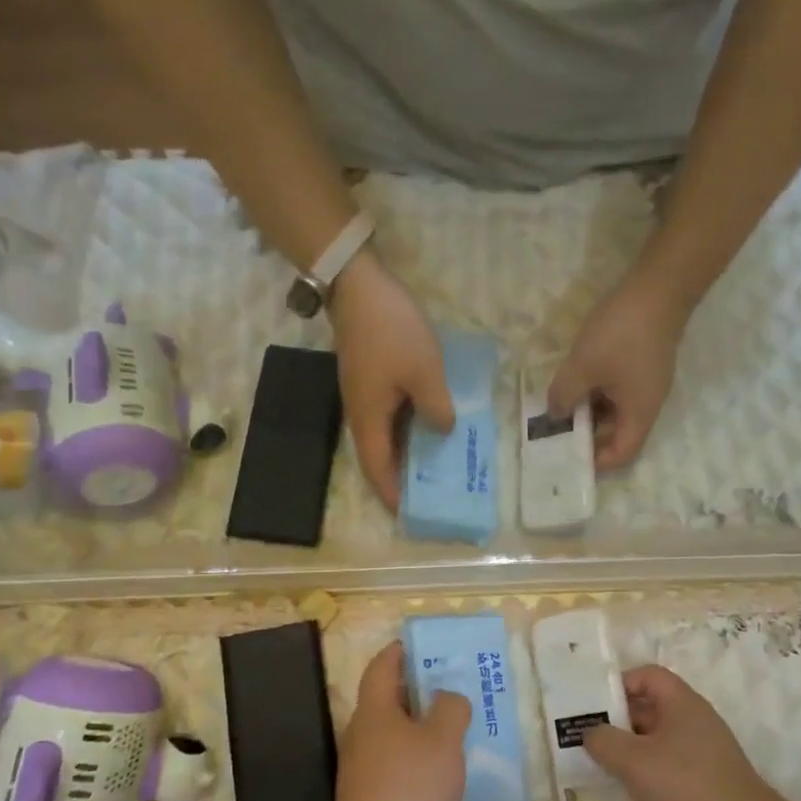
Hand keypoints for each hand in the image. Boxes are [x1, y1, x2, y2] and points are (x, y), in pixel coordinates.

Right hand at [328, 252, 453, 508]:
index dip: (391, 494)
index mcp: (368, 419)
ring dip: (405, 450)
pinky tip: (428, 420)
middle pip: (378, 456)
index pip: (376, 470)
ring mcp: (362, 394)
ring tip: (434, 461)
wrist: (358, 286)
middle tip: (430, 490)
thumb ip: (437, 408)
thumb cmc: (392, 332)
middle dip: (400, 477)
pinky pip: (387, 414)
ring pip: (383, 434)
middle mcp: (360, 413)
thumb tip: (442, 431)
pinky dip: (406, 426)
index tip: (408, 514)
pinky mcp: (368, 377)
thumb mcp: (424, 372)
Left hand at [329, 643, 469, 800]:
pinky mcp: (371, 798)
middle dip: (419, 690)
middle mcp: (363, 733)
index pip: (382, 666)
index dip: (400, 651)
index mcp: (375, 711)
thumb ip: (450, 710)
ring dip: (421, 727)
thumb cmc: (409, 790)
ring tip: (457, 729)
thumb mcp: (442, 742)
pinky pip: (397, 764)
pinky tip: (443, 772)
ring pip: (395, 734)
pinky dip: (418, 758)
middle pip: (388, 699)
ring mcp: (364, 768)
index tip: (424, 646)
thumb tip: (446, 697)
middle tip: (454, 687)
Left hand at [548, 269, 687, 470]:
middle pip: (617, 434)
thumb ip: (564, 395)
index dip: (595, 462)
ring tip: (557, 408)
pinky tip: (573, 382)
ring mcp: (645, 383)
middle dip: (586, 436)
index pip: (621, 454)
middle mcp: (647, 404)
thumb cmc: (621, 333)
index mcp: (639, 413)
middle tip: (553, 433)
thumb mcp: (583, 366)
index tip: (567, 458)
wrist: (658, 287)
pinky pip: (616, 390)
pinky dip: (595, 392)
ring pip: (614, 410)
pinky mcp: (641, 364)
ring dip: (588, 411)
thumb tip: (555, 414)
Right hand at [582, 665, 784, 800]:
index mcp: (682, 703)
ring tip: (602, 769)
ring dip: (631, 752)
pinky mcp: (708, 784)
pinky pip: (670, 768)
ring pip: (658, 741)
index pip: (647, 675)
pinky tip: (632, 797)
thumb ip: (604, 741)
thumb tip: (591, 734)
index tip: (593, 707)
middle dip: (618, 722)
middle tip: (588, 740)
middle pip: (650, 708)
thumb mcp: (634, 761)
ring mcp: (704, 754)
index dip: (619, 684)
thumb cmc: (688, 788)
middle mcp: (695, 722)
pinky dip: (649, 777)